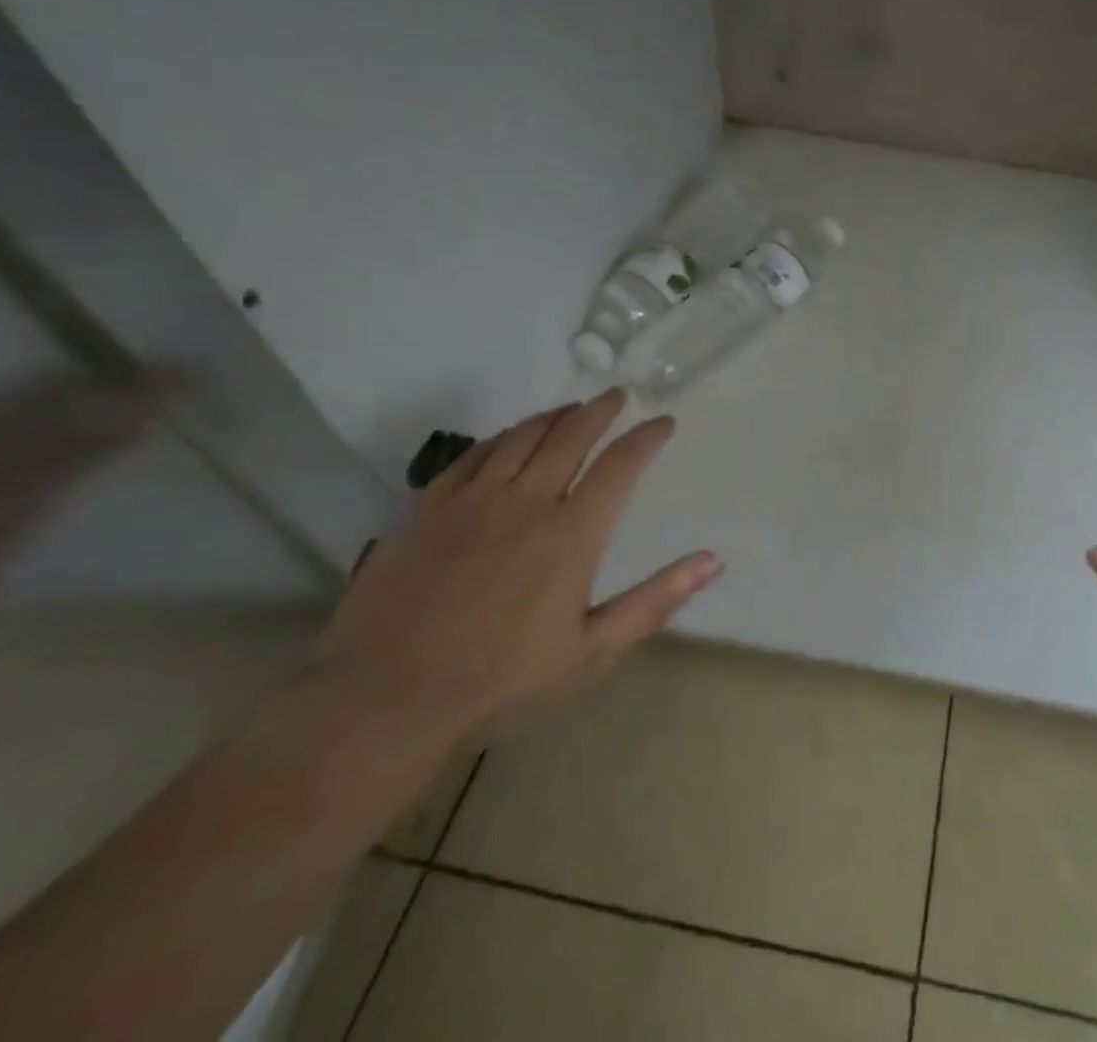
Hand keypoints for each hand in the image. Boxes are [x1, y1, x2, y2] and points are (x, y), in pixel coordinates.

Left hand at [309, 390, 719, 744]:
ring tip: (571, 407)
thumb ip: (656, 601)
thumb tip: (713, 560)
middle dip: (600, 410)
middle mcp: (527, 502)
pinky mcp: (426, 510)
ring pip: (521, 438)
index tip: (664, 421)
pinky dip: (499, 438)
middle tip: (616, 395)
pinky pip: (471, 457)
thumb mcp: (593, 652)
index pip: (621, 465)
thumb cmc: (500, 682)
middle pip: (571, 436)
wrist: (383, 702)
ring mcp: (472, 501)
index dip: (647, 437)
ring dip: (553, 416)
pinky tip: (506, 437)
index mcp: (572, 533)